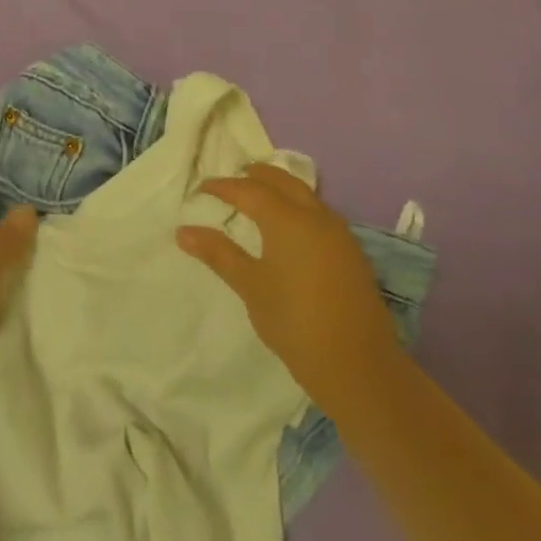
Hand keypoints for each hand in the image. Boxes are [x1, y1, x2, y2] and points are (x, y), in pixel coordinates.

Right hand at [178, 163, 400, 403]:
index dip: (223, 186)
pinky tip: (289, 227)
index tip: (201, 189)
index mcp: (288, 220)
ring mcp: (339, 235)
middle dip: (257, 175)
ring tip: (259, 196)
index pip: (249, 190)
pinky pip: (320, 214)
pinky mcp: (351, 254)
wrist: (357, 364)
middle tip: (234, 177)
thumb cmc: (294, 320)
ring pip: (306, 195)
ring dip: (281, 188)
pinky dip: (299, 206)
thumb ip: (218, 253)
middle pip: (284, 181)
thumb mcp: (250, 286)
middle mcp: (316, 217)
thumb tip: (183, 231)